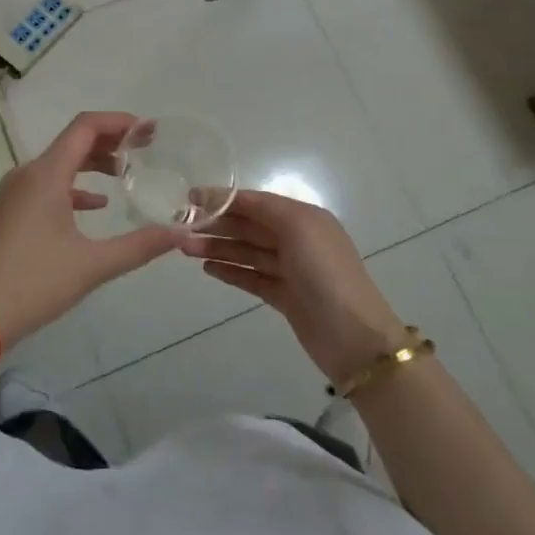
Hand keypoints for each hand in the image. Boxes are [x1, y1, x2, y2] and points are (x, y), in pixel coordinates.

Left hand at [0, 112, 183, 350]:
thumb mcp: (93, 265)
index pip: (85, 127)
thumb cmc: (34, 283)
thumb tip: (182, 235)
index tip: (148, 131)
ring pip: (59, 163)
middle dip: (110, 141)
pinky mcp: (9, 212)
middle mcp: (28, 174)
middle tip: (145, 149)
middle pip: (73, 141)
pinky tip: (96, 205)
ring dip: (92, 163)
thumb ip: (140, 246)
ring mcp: (14, 193)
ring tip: (125, 172)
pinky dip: (74, 186)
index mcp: (46, 175)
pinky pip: (47, 185)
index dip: (119, 122)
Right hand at [178, 189, 405, 383]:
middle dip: (216, 225)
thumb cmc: (325, 272)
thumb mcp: (298, 227)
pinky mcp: (285, 297)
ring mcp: (291, 270)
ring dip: (218, 248)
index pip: (256, 202)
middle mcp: (297, 239)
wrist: (353, 336)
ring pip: (247, 252)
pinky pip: (252, 277)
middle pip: (249, 226)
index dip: (224, 198)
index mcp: (303, 217)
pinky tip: (208, 269)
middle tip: (181, 229)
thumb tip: (231, 200)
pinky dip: (231, 271)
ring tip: (185, 249)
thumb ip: (264, 209)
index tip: (190, 198)